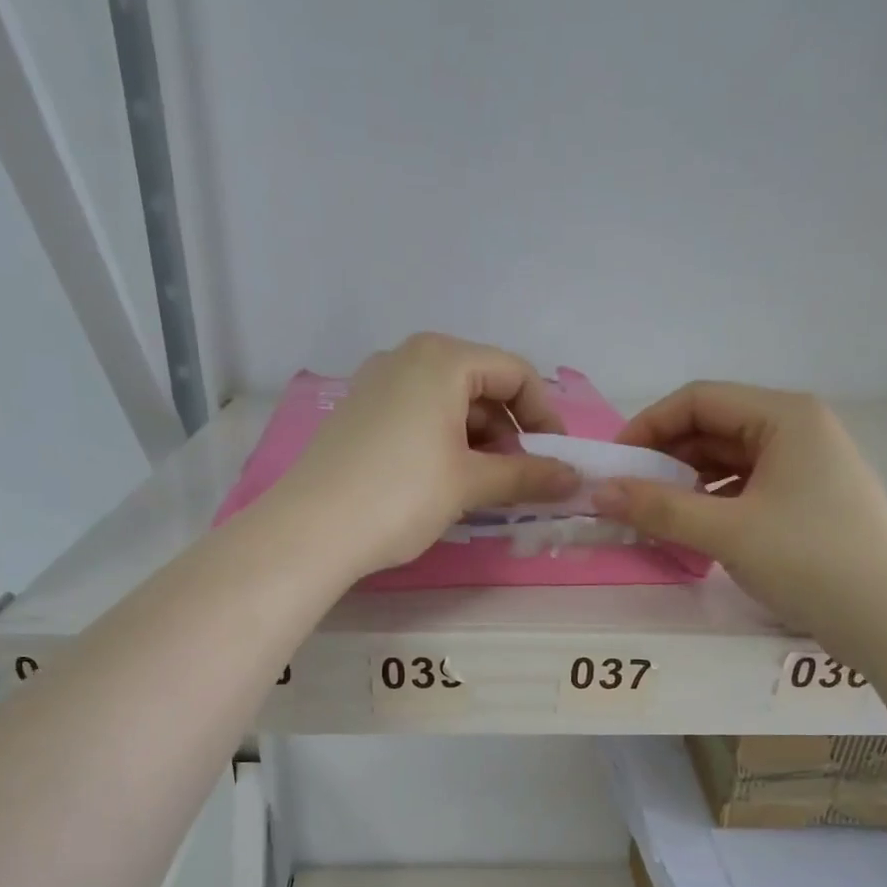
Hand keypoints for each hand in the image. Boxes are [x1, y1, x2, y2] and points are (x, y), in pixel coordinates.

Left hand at [278, 333, 578, 574]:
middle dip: (508, 431)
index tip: (555, 459)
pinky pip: (417, 416)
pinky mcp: (357, 412)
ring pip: (447, 403)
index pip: (515, 373)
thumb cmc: (401, 496)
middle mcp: (407, 357)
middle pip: (480, 385)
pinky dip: (443, 442)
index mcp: (442, 358)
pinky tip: (442, 482)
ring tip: (481, 488)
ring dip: (477, 441)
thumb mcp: (470, 484)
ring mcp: (376, 383)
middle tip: (517, 479)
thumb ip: (527, 475)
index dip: (544, 416)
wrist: (311, 530)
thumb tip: (575, 478)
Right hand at [596, 381, 886, 634]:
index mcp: (784, 416)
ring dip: (685, 483)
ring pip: (727, 460)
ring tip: (651, 515)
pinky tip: (689, 529)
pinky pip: (744, 487)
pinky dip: (711, 503)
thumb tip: (598, 492)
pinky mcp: (805, 500)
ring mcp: (804, 466)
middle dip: (665, 458)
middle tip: (625, 494)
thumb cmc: (809, 560)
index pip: (699, 400)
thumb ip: (659, 509)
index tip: (613, 464)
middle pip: (713, 428)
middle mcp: (797, 429)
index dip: (648, 426)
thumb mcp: (727, 532)